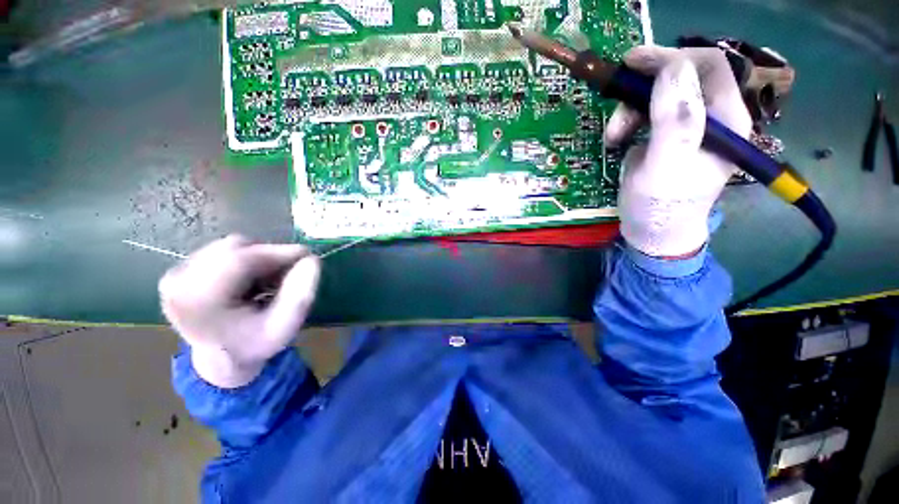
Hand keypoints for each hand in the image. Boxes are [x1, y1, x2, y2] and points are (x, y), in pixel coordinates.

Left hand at [159, 235, 320, 387]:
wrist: (221, 359)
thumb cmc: (254, 344)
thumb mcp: (285, 326)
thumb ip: (301, 294)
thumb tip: (311, 260)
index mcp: (198, 301)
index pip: (241, 260)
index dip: (278, 252)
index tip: (307, 256)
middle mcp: (179, 282)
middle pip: (235, 249)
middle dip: (269, 256)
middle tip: (288, 274)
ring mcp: (176, 274)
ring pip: (231, 247)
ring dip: (258, 258)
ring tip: (269, 281)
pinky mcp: (180, 270)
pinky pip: (223, 251)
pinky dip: (246, 260)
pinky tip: (252, 280)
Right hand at [604, 46, 751, 257]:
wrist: (652, 231)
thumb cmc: (660, 205)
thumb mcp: (665, 167)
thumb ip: (674, 121)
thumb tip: (674, 68)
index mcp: (725, 120)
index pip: (708, 66)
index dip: (671, 57)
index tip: (632, 63)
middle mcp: (713, 117)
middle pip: (683, 76)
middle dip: (646, 82)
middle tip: (616, 91)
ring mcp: (690, 126)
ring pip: (662, 93)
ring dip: (631, 107)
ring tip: (613, 135)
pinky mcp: (669, 136)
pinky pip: (650, 112)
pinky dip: (630, 120)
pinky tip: (618, 138)